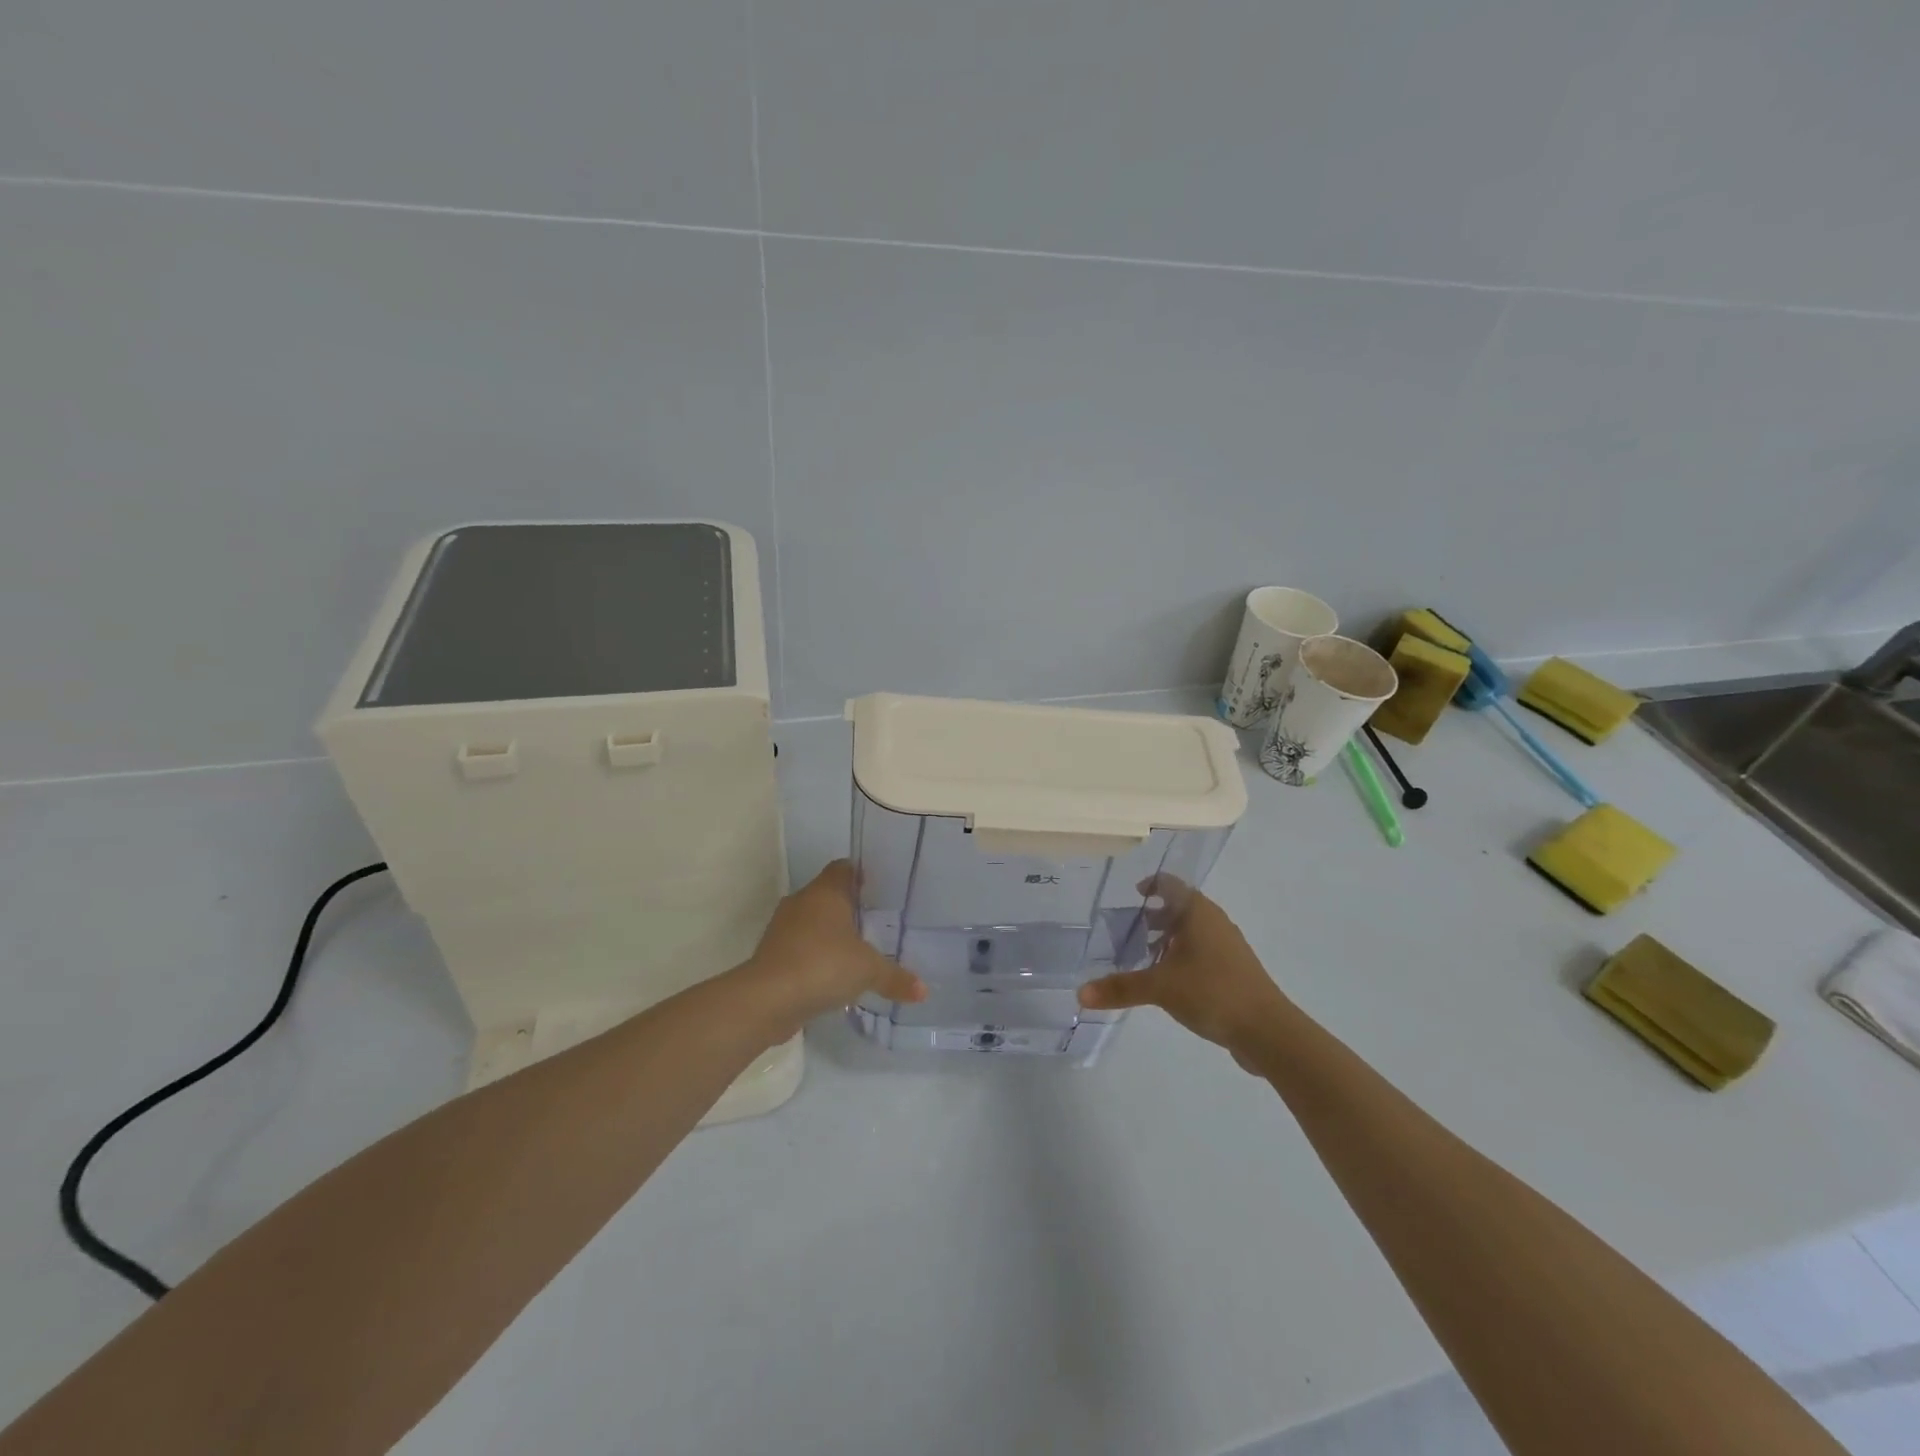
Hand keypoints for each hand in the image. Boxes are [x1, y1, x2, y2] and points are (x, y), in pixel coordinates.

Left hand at [737, 861, 926, 1035]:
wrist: (767, 999)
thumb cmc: (823, 965)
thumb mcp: (868, 971)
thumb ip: (895, 977)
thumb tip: (923, 991)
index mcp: (826, 892)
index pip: (843, 868)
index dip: (861, 874)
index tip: (879, 887)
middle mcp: (802, 902)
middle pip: (827, 894)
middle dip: (848, 907)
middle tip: (875, 921)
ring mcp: (783, 928)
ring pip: (811, 921)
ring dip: (829, 933)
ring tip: (856, 950)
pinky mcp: (772, 954)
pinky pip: (800, 947)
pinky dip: (814, 956)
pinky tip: (831, 975)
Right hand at [1077, 878, 1291, 1067]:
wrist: (1268, 1031)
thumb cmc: (1212, 992)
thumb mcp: (1160, 988)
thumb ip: (1120, 988)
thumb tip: (1079, 994)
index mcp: (1197, 912)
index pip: (1169, 884)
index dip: (1149, 885)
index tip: (1131, 894)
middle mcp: (1214, 921)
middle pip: (1180, 907)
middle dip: (1154, 916)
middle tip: (1127, 929)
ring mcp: (1228, 946)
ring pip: (1192, 931)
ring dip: (1168, 938)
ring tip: (1143, 956)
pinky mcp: (1234, 970)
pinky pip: (1202, 952)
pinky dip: (1182, 956)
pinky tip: (1169, 980)